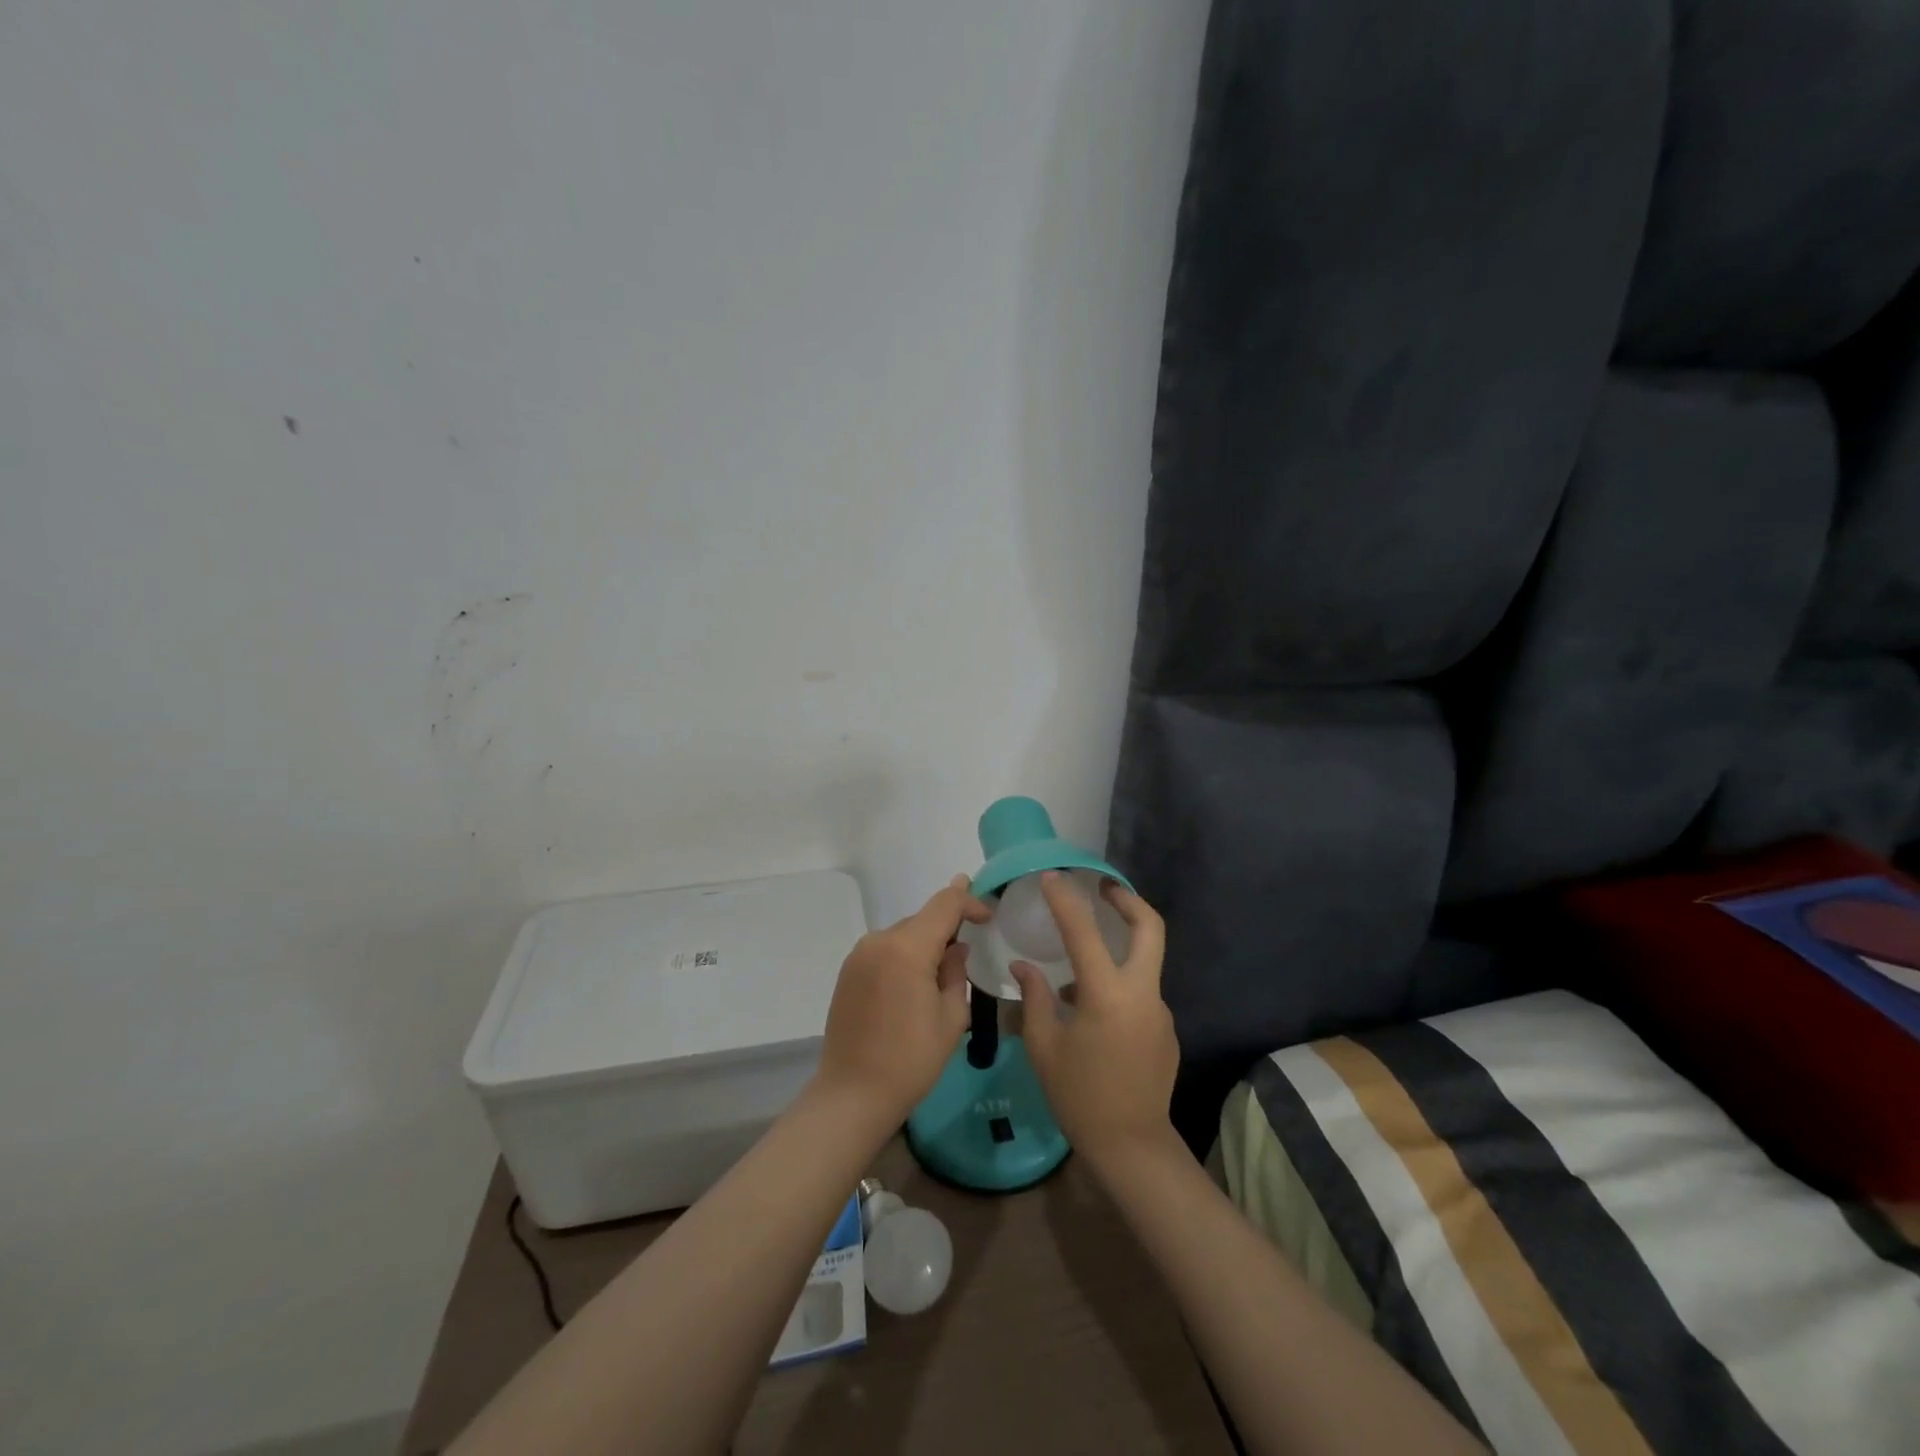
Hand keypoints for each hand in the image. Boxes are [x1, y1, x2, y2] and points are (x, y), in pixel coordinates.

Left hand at [815, 874, 992, 1123]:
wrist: (852, 1094)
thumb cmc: (911, 1060)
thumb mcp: (951, 1017)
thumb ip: (956, 971)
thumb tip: (956, 947)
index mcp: (907, 948)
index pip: (945, 904)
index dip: (970, 901)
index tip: (988, 916)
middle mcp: (879, 941)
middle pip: (922, 919)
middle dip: (948, 928)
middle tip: (969, 951)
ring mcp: (859, 955)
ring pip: (903, 935)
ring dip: (924, 944)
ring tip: (941, 973)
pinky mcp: (848, 972)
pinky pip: (885, 951)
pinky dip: (904, 957)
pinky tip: (913, 986)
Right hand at [1012, 873, 1179, 1171]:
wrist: (1132, 1148)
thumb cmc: (1079, 1097)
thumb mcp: (1044, 1047)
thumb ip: (1035, 998)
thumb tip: (1024, 966)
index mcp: (1107, 995)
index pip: (1085, 931)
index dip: (1066, 899)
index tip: (1052, 877)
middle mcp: (1142, 994)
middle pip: (1150, 928)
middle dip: (1128, 900)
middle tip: (1103, 888)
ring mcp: (1160, 1011)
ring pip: (1145, 962)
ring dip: (1119, 950)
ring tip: (1077, 971)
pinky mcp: (1167, 1030)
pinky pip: (1141, 994)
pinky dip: (1119, 987)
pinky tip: (1092, 1014)